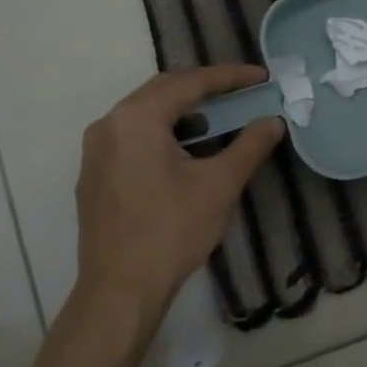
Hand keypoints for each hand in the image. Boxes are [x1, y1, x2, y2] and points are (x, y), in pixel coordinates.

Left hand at [74, 65, 284, 330]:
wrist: (120, 289)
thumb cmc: (171, 232)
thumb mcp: (218, 186)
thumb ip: (248, 146)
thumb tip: (273, 121)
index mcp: (136, 119)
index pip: (189, 83)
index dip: (229, 77)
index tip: (261, 77)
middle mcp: (109, 124)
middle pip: (162, 91)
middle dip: (204, 88)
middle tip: (241, 93)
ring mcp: (95, 150)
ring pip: (145, 113)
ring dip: (182, 111)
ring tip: (218, 120)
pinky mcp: (94, 173)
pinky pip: (131, 136)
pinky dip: (161, 132)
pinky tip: (184, 152)